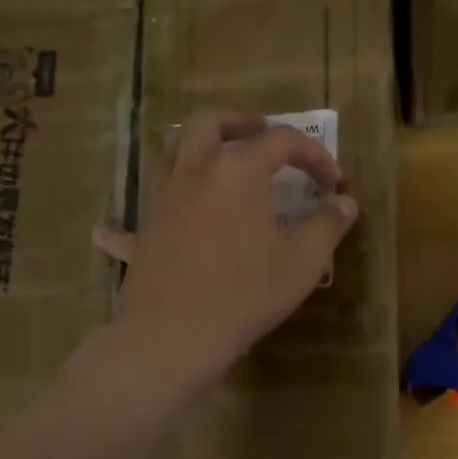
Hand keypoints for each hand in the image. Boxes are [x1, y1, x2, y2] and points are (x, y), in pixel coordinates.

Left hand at [92, 110, 358, 385]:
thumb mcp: (301, 261)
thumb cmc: (246, 294)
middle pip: (210, 123)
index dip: (313, 155)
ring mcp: (160, 201)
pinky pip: (129, 221)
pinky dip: (127, 221)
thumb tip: (344, 203)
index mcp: (237, 171)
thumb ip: (327, 225)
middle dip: (240, 123)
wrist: (175, 335)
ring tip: (214, 166)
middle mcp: (194, 172)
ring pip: (169, 154)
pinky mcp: (141, 235)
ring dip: (193, 149)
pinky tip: (113, 232)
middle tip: (260, 136)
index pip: (282, 142)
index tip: (331, 183)